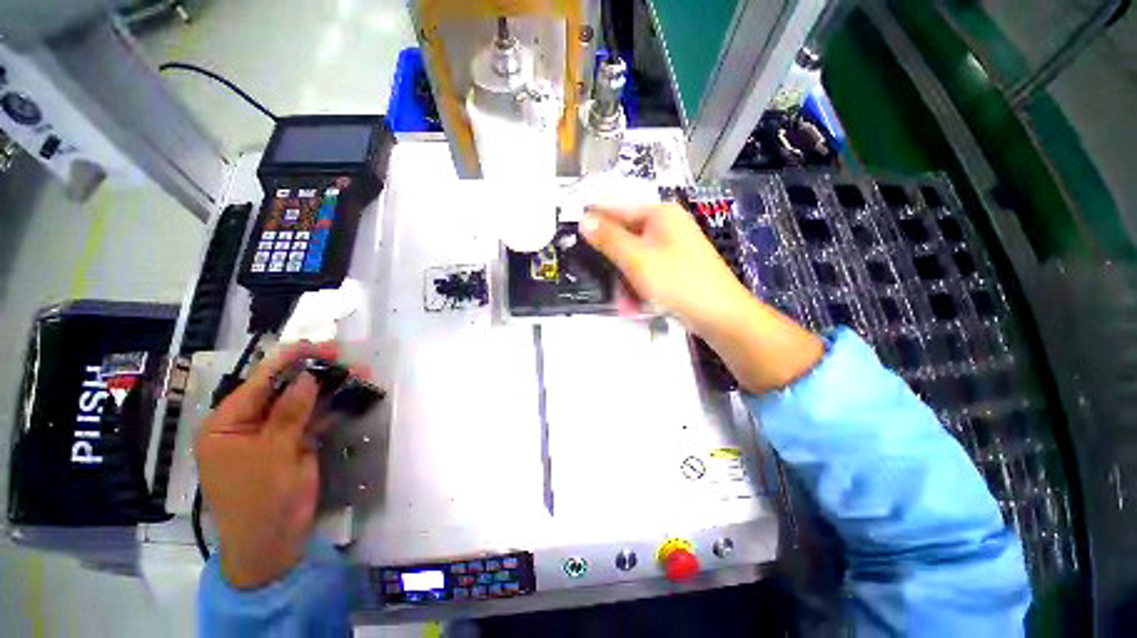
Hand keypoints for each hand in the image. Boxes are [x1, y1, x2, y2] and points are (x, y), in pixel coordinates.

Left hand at [196, 342, 339, 588]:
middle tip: (345, 359)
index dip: (289, 361)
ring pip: (303, 401)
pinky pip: (314, 418)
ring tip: (359, 373)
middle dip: (315, 373)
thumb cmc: (259, 499)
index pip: (259, 382)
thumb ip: (289, 413)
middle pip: (284, 388)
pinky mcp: (295, 443)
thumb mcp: (272, 454)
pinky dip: (332, 406)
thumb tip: (308, 376)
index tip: (320, 347)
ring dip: (329, 388)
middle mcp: (249, 423)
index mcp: (227, 423)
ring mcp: (274, 433)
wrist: (273, 542)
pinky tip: (352, 394)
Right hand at [580, 204, 824, 392]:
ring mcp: (673, 247)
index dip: (593, 218)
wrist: (719, 315)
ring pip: (634, 257)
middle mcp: (667, 226)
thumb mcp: (637, 259)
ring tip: (622, 300)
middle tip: (596, 275)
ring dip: (623, 277)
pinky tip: (634, 304)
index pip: (616, 208)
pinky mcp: (675, 267)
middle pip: (626, 235)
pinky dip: (638, 284)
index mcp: (659, 214)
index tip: (572, 233)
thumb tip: (583, 220)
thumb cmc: (677, 281)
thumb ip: (608, 239)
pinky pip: (647, 270)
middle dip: (611, 259)